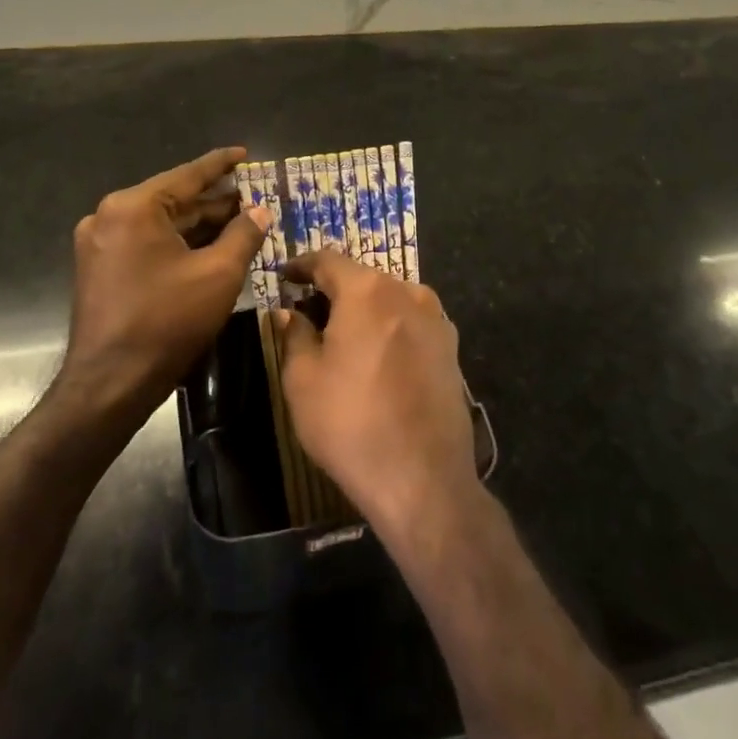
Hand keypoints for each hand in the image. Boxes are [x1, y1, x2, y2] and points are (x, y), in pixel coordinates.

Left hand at [60, 146, 268, 424]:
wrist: (110, 384)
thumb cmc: (167, 322)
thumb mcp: (218, 274)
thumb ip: (244, 234)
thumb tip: (261, 210)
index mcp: (133, 207)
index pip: (188, 175)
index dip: (221, 164)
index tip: (244, 152)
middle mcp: (110, 216)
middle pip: (174, 200)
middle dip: (215, 201)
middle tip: (254, 197)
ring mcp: (100, 243)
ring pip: (162, 224)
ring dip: (200, 225)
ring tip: (241, 221)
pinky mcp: (100, 268)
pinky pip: (147, 243)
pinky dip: (178, 244)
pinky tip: (210, 248)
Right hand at [277, 249, 476, 536]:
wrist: (423, 478)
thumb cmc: (351, 423)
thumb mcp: (303, 379)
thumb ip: (295, 335)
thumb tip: (291, 313)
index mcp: (367, 291)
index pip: (327, 260)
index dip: (302, 265)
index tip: (285, 276)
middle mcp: (407, 292)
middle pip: (363, 278)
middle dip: (334, 289)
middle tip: (309, 309)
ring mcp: (437, 320)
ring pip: (391, 299)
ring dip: (366, 309)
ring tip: (344, 334)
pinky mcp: (452, 349)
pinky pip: (412, 324)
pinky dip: (390, 328)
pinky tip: (378, 356)